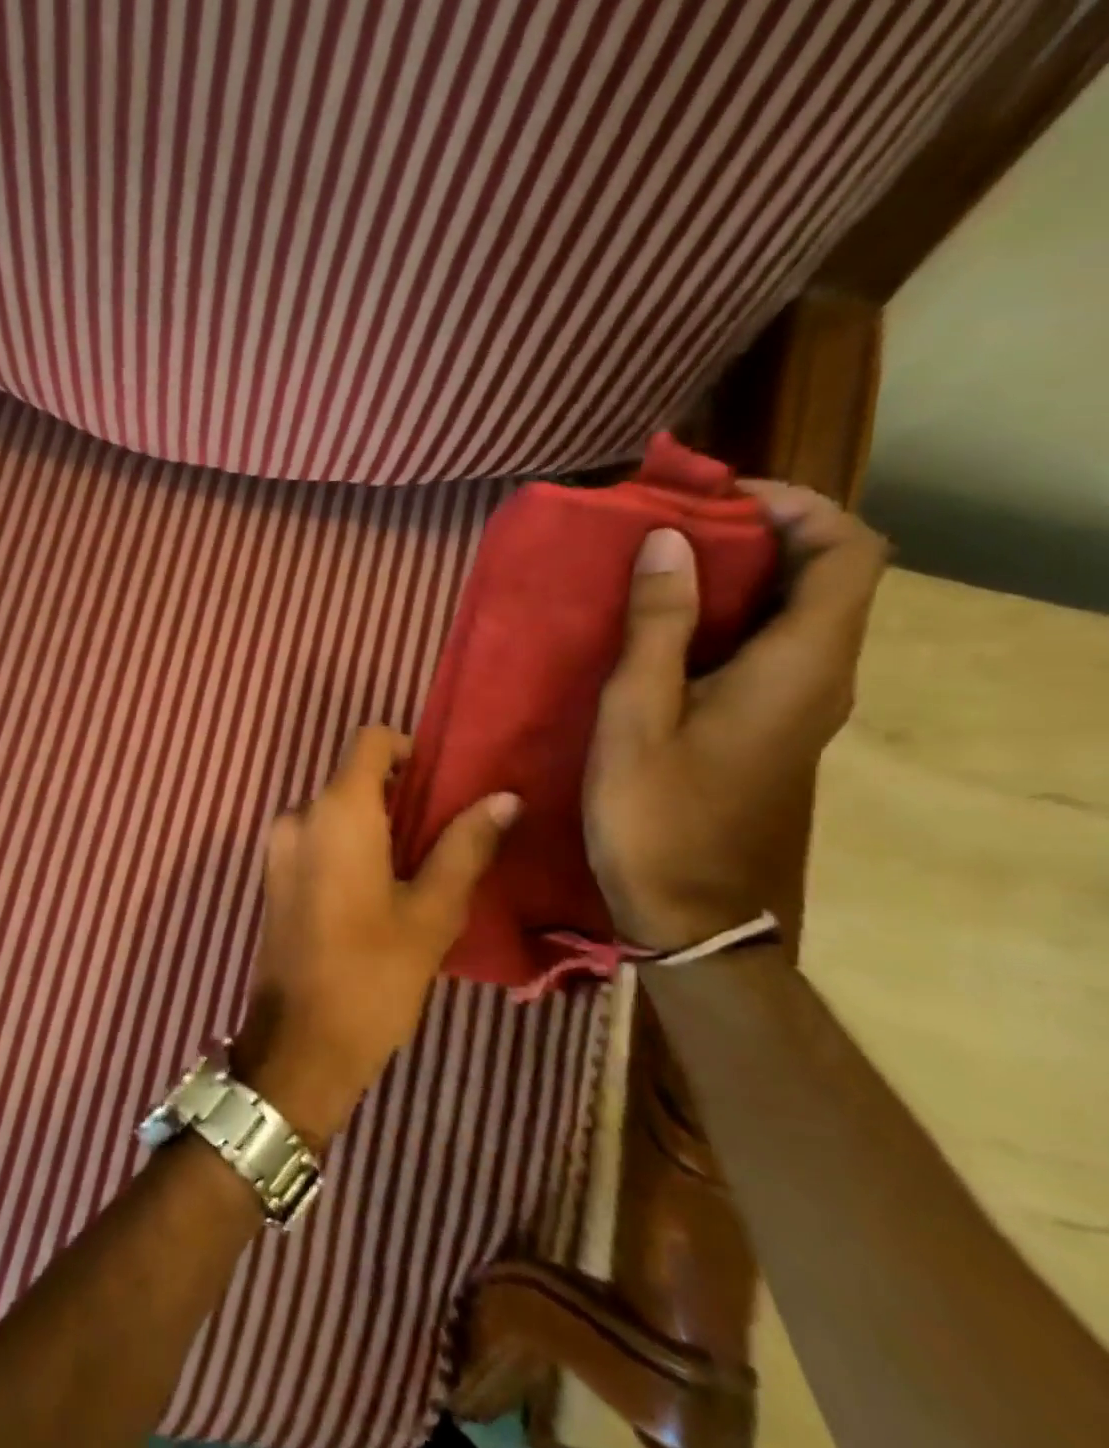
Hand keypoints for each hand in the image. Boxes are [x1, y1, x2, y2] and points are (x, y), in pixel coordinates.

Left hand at [233, 726, 518, 1149]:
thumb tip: (504, 798)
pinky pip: (316, 838)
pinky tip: (378, 892)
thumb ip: (465, 846)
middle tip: (444, 839)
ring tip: (417, 871)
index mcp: (336, 811)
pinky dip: (348, 845)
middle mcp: (298, 815)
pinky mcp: (273, 874)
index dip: (408, 750)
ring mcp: (278, 846)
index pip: (369, 741)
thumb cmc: (372, 974)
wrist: (299, 1041)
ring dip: (375, 825)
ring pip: (334, 810)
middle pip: (352, 777)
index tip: (440, 788)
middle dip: (398, 796)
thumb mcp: (432, 911)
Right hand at [584, 481, 888, 949]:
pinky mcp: (772, 729)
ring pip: (794, 613)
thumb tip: (669, 540)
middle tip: (670, 529)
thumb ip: (656, 627)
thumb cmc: (658, 815)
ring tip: (655, 572)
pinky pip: (767, 650)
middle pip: (825, 575)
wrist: (695, 915)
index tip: (716, 496)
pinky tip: (660, 635)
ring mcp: (800, 707)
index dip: (796, 505)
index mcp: (800, 665)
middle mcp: (821, 677)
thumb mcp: (638, 717)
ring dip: (737, 578)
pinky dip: (725, 621)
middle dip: (757, 534)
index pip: (847, 551)